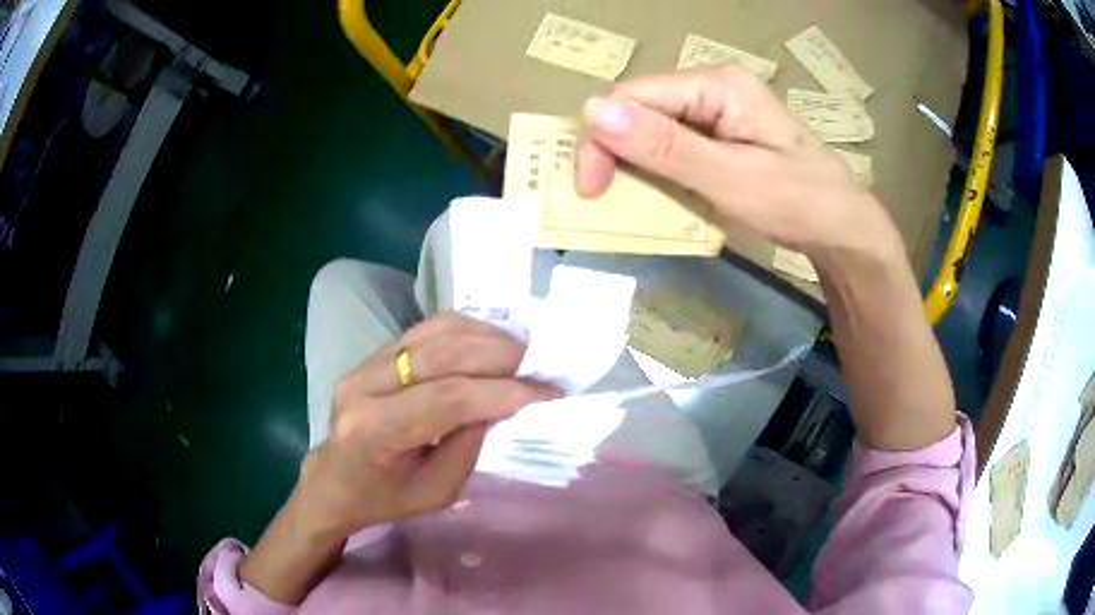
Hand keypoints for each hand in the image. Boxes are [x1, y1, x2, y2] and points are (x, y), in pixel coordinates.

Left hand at [296, 313, 558, 536]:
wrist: (336, 480)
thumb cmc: (385, 498)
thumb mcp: (437, 491)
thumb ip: (470, 444)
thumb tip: (506, 401)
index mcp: (374, 430)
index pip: (447, 398)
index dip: (502, 391)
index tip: (548, 392)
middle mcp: (365, 384)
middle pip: (444, 354)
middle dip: (503, 356)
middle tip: (543, 366)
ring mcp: (367, 361)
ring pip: (438, 331)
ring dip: (489, 337)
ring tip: (524, 354)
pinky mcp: (376, 351)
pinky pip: (429, 328)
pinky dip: (469, 331)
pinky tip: (493, 344)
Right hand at [576, 65, 901, 260]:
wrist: (843, 227)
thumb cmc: (800, 202)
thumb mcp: (732, 179)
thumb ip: (666, 146)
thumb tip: (593, 111)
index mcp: (716, 84)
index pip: (634, 96)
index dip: (602, 137)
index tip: (592, 191)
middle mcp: (711, 86)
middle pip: (640, 108)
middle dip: (616, 152)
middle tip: (607, 199)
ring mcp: (716, 108)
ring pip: (651, 127)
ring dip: (634, 164)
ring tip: (632, 201)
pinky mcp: (719, 131)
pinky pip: (672, 143)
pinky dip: (657, 170)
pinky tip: (661, 193)